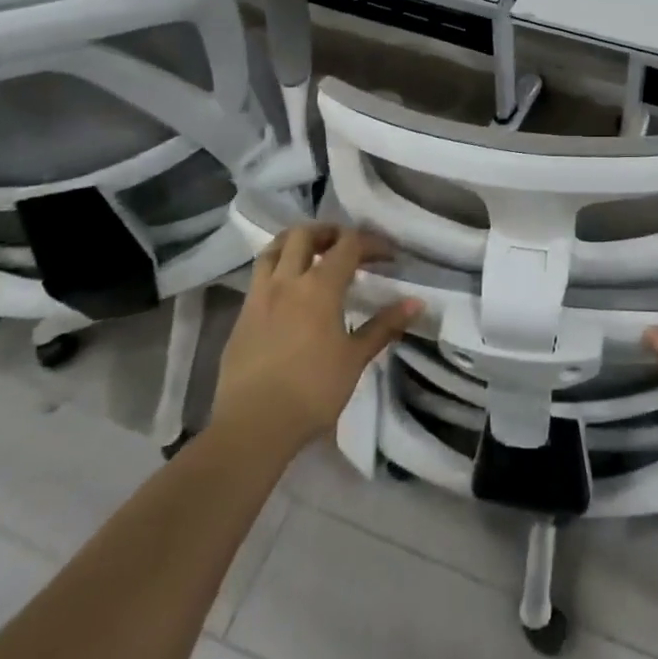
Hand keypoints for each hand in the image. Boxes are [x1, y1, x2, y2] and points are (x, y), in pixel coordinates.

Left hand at [215, 224, 420, 457]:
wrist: (252, 426)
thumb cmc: (313, 391)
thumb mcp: (355, 358)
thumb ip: (384, 326)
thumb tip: (416, 303)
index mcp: (319, 287)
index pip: (348, 245)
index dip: (371, 243)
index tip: (388, 256)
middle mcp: (287, 281)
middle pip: (304, 235)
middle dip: (328, 232)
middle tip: (346, 245)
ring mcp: (258, 297)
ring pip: (273, 249)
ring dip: (295, 243)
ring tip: (312, 255)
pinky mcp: (241, 317)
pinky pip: (259, 277)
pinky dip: (277, 268)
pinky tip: (288, 291)